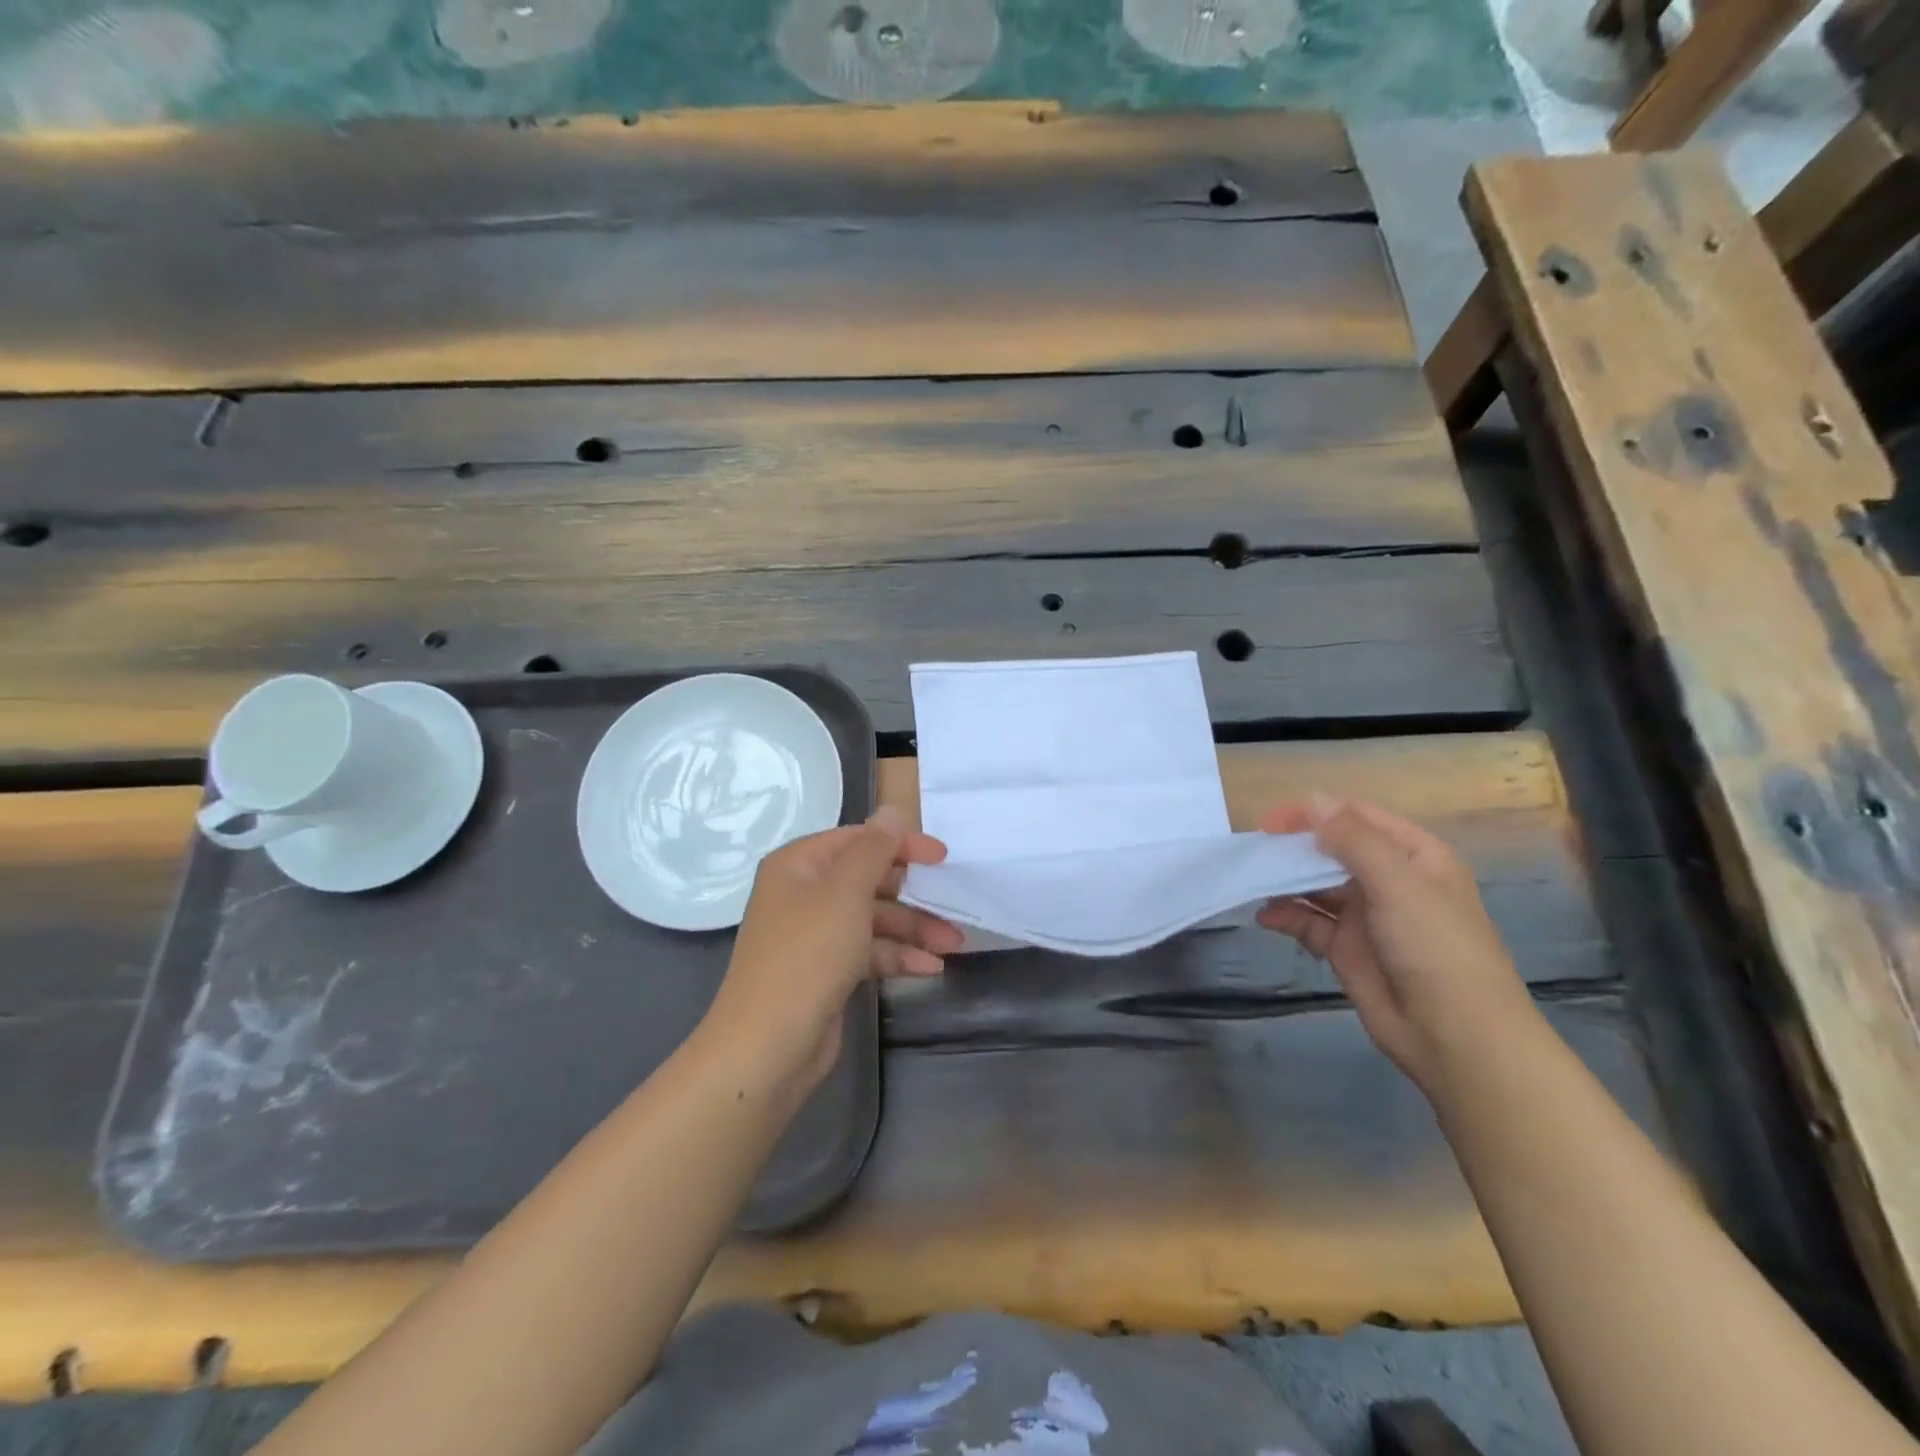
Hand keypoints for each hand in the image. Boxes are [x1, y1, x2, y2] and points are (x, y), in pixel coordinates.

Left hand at [706, 807, 961, 1094]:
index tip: (943, 858)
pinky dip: (898, 956)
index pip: (858, 840)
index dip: (901, 844)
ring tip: (954, 944)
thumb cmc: (808, 954)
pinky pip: (868, 951)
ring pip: (873, 919)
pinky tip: (931, 969)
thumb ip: (874, 849)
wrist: (768, 1046)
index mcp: (799, 865)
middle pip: (868, 880)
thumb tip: (892, 809)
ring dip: (913, 929)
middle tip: (952, 905)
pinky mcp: (826, 971)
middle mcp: (803, 894)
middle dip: (913, 894)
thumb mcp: (846, 893)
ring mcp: (814, 935)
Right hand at [1256, 795, 1538, 1098]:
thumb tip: (1313, 801)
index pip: (1357, 818)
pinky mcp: (1347, 948)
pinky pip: (1310, 922)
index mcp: (1414, 856)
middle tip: (1256, 850)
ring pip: (1317, 886)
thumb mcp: (1397, 884)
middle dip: (1295, 847)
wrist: (1455, 1036)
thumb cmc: (1435, 947)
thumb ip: (1353, 840)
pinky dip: (1287, 916)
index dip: (1314, 813)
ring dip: (1286, 881)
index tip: (1271, 822)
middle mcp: (1390, 880)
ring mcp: (1367, 916)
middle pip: (1333, 849)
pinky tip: (1266, 917)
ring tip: (1254, 882)